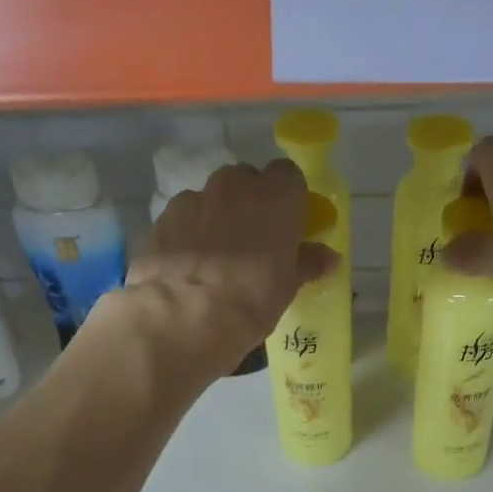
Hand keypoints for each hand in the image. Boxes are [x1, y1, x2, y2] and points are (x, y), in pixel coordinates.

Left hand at [125, 159, 340, 376]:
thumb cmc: (250, 300)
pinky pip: (184, 217)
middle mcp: (235, 186)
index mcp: (275, 196)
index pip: (287, 175)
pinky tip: (188, 264)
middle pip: (246, 181)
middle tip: (252, 240)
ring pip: (211, 197)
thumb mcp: (287, 287)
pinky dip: (188, 232)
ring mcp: (195, 198)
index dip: (287, 197)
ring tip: (215, 256)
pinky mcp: (163, 218)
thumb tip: (329, 257)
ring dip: (217, 216)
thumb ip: (308, 263)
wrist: (183, 317)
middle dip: (249, 202)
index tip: (286, 223)